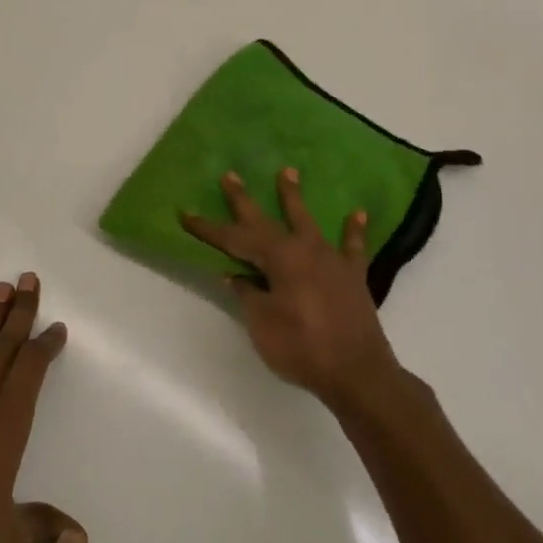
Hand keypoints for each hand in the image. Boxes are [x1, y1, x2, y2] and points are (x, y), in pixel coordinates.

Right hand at [181, 168, 401, 409]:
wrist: (356, 372)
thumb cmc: (301, 348)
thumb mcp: (262, 323)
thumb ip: (248, 294)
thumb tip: (235, 275)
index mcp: (278, 259)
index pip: (234, 239)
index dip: (208, 229)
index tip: (185, 213)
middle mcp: (304, 249)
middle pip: (267, 220)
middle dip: (244, 200)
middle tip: (231, 175)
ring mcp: (331, 260)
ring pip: (308, 221)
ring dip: (294, 197)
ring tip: (288, 170)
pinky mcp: (352, 276)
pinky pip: (352, 247)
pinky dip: (353, 230)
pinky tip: (357, 214)